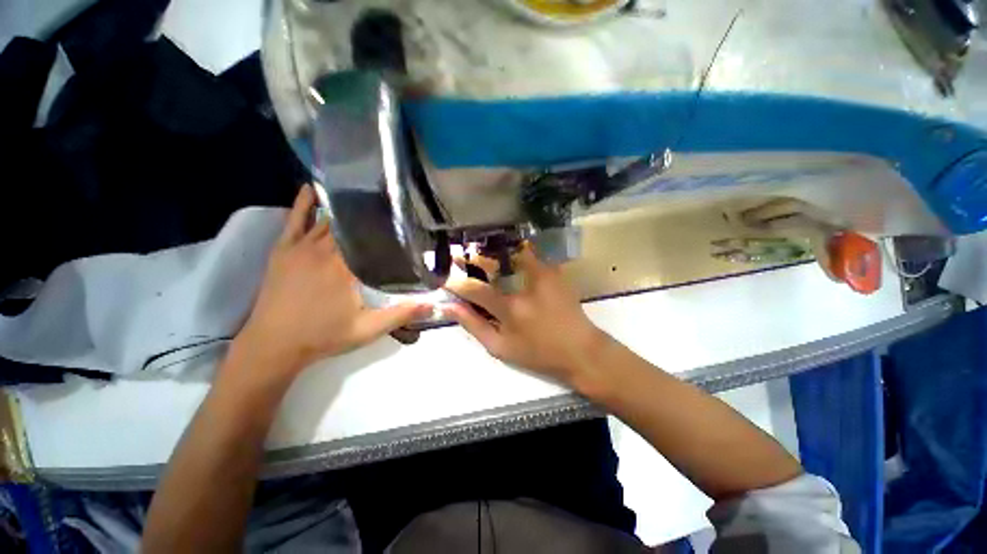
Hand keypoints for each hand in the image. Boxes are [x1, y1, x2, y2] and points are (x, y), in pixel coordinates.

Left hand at [233, 185, 430, 381]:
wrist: (273, 345)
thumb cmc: (322, 336)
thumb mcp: (367, 329)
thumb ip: (401, 315)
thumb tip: (434, 307)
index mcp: (344, 267)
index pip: (370, 237)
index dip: (386, 226)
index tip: (403, 217)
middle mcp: (323, 250)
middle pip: (350, 224)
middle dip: (369, 215)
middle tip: (388, 203)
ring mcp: (300, 248)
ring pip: (327, 219)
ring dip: (345, 209)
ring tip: (363, 194)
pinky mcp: (283, 250)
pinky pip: (294, 219)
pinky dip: (304, 203)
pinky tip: (311, 188)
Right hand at [443, 246, 610, 389]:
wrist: (580, 350)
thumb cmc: (538, 354)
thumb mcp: (500, 348)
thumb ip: (473, 325)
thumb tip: (449, 307)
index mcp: (510, 308)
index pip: (474, 288)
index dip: (455, 281)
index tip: (444, 277)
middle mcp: (525, 286)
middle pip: (492, 261)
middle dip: (471, 256)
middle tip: (459, 254)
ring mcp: (543, 274)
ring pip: (511, 251)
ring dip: (492, 250)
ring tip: (480, 251)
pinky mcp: (554, 271)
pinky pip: (529, 254)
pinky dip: (513, 251)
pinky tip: (505, 255)